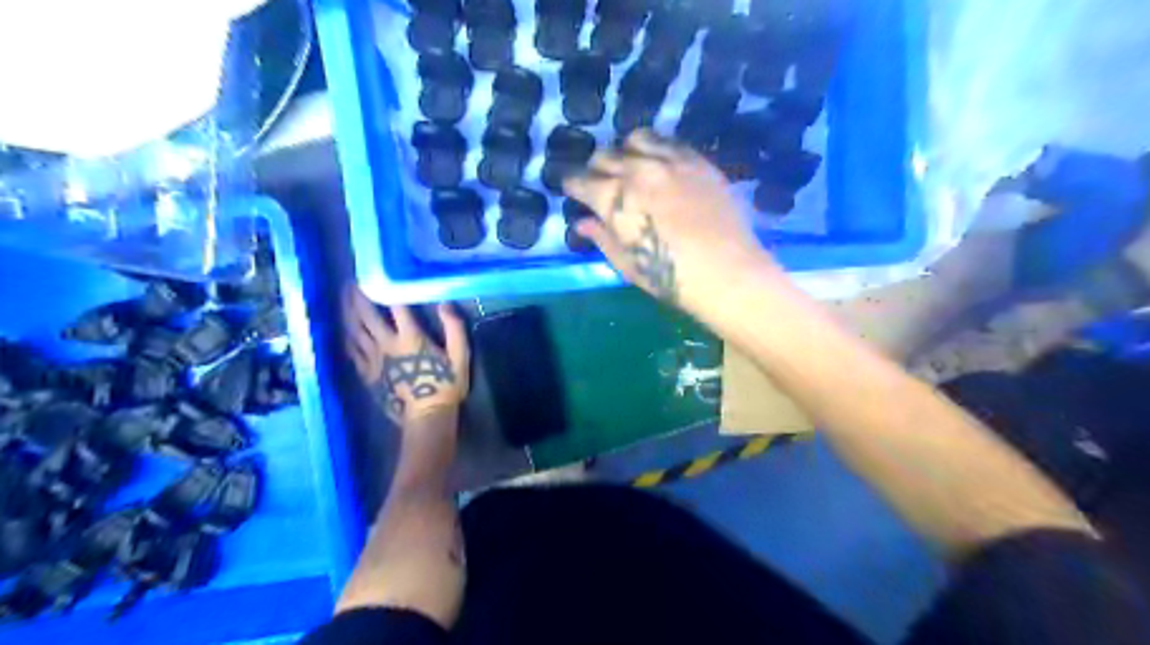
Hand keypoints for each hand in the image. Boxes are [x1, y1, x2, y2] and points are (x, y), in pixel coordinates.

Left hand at [341, 287, 472, 422]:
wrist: (426, 417)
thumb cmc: (446, 386)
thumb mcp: (460, 357)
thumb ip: (455, 328)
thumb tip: (445, 303)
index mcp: (411, 338)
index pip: (395, 306)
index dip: (386, 287)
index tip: (378, 272)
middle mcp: (387, 344)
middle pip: (366, 315)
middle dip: (358, 297)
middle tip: (352, 282)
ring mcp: (373, 360)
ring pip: (354, 331)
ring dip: (347, 312)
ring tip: (344, 298)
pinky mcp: (367, 373)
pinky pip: (352, 351)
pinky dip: (347, 336)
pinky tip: (345, 330)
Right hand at [563, 125, 776, 313]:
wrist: (726, 271)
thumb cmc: (671, 277)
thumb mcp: (628, 264)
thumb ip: (602, 238)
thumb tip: (583, 223)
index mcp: (613, 198)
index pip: (580, 180)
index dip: (572, 185)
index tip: (574, 190)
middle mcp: (636, 170)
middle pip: (604, 156)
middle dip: (597, 168)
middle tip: (602, 182)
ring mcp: (669, 160)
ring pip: (636, 138)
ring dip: (627, 151)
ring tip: (632, 166)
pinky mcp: (697, 160)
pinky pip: (669, 141)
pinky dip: (657, 148)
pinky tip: (661, 164)